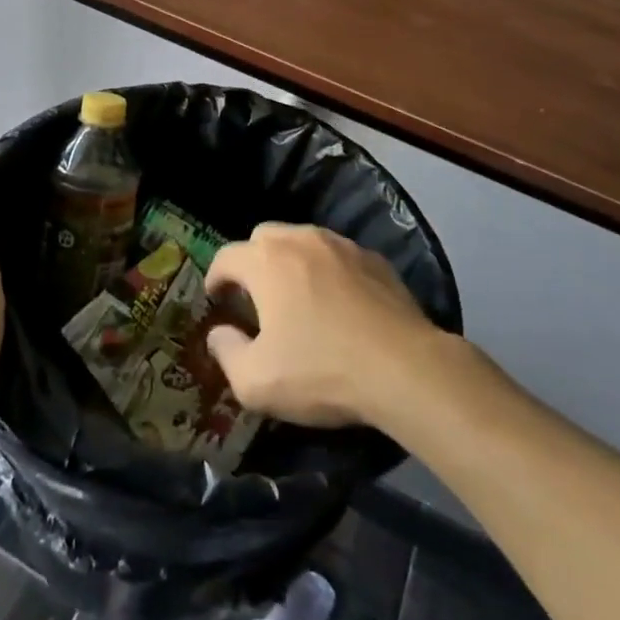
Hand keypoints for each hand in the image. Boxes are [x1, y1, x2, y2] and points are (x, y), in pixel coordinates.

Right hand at [204, 223, 446, 428]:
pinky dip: (329, 271)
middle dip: (252, 261)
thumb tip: (218, 334)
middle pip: (263, 237)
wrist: (404, 369)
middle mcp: (299, 239)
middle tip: (256, 296)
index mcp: (265, 261)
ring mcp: (341, 245)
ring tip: (298, 297)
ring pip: (303, 241)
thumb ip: (226, 353)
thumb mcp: (256, 382)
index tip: (217, 301)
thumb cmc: (321, 371)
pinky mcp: (374, 259)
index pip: (225, 256)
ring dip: (291, 262)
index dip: (215, 278)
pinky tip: (340, 303)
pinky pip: (338, 256)